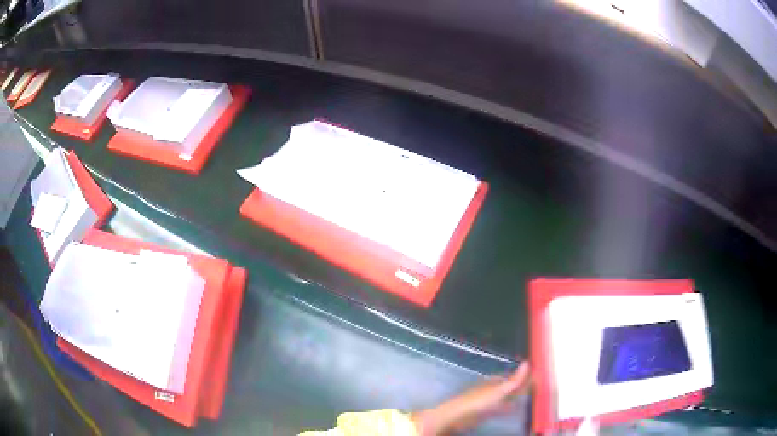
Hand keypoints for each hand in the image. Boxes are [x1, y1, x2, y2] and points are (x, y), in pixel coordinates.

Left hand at [411, 362, 530, 435]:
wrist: (458, 416)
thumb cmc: (478, 401)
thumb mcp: (499, 390)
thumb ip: (514, 380)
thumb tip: (527, 363)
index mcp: (496, 381)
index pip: (513, 377)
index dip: (525, 377)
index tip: (537, 376)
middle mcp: (493, 389)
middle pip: (510, 387)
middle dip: (521, 387)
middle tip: (536, 387)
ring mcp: (489, 400)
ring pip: (506, 397)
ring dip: (516, 397)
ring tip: (529, 397)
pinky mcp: (486, 412)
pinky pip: (502, 407)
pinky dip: (509, 406)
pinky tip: (514, 408)